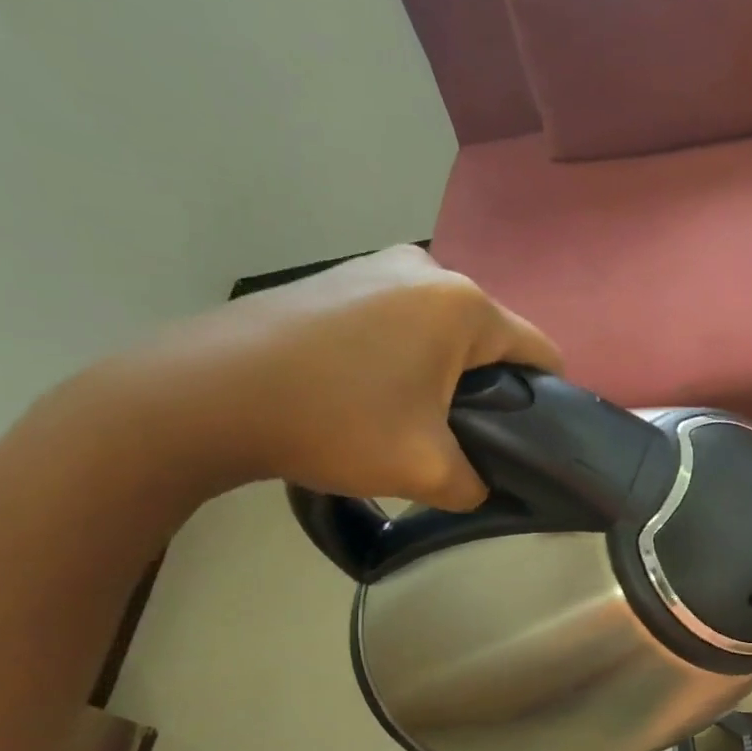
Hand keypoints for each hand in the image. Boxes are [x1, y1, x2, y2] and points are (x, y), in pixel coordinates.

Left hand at [104, 244, 562, 509]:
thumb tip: (482, 484)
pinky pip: (401, 320)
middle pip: (492, 340)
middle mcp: (428, 269)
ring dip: (444, 373)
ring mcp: (376, 265)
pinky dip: (404, 355)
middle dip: (490, 389)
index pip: (542, 353)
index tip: (525, 442)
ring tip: (411, 417)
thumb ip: (478, 484)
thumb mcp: (427, 472)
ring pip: (445, 330)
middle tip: (461, 438)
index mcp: (463, 305)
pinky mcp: (338, 276)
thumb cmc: (333, 422)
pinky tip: (371, 391)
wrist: (204, 395)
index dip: (548, 403)